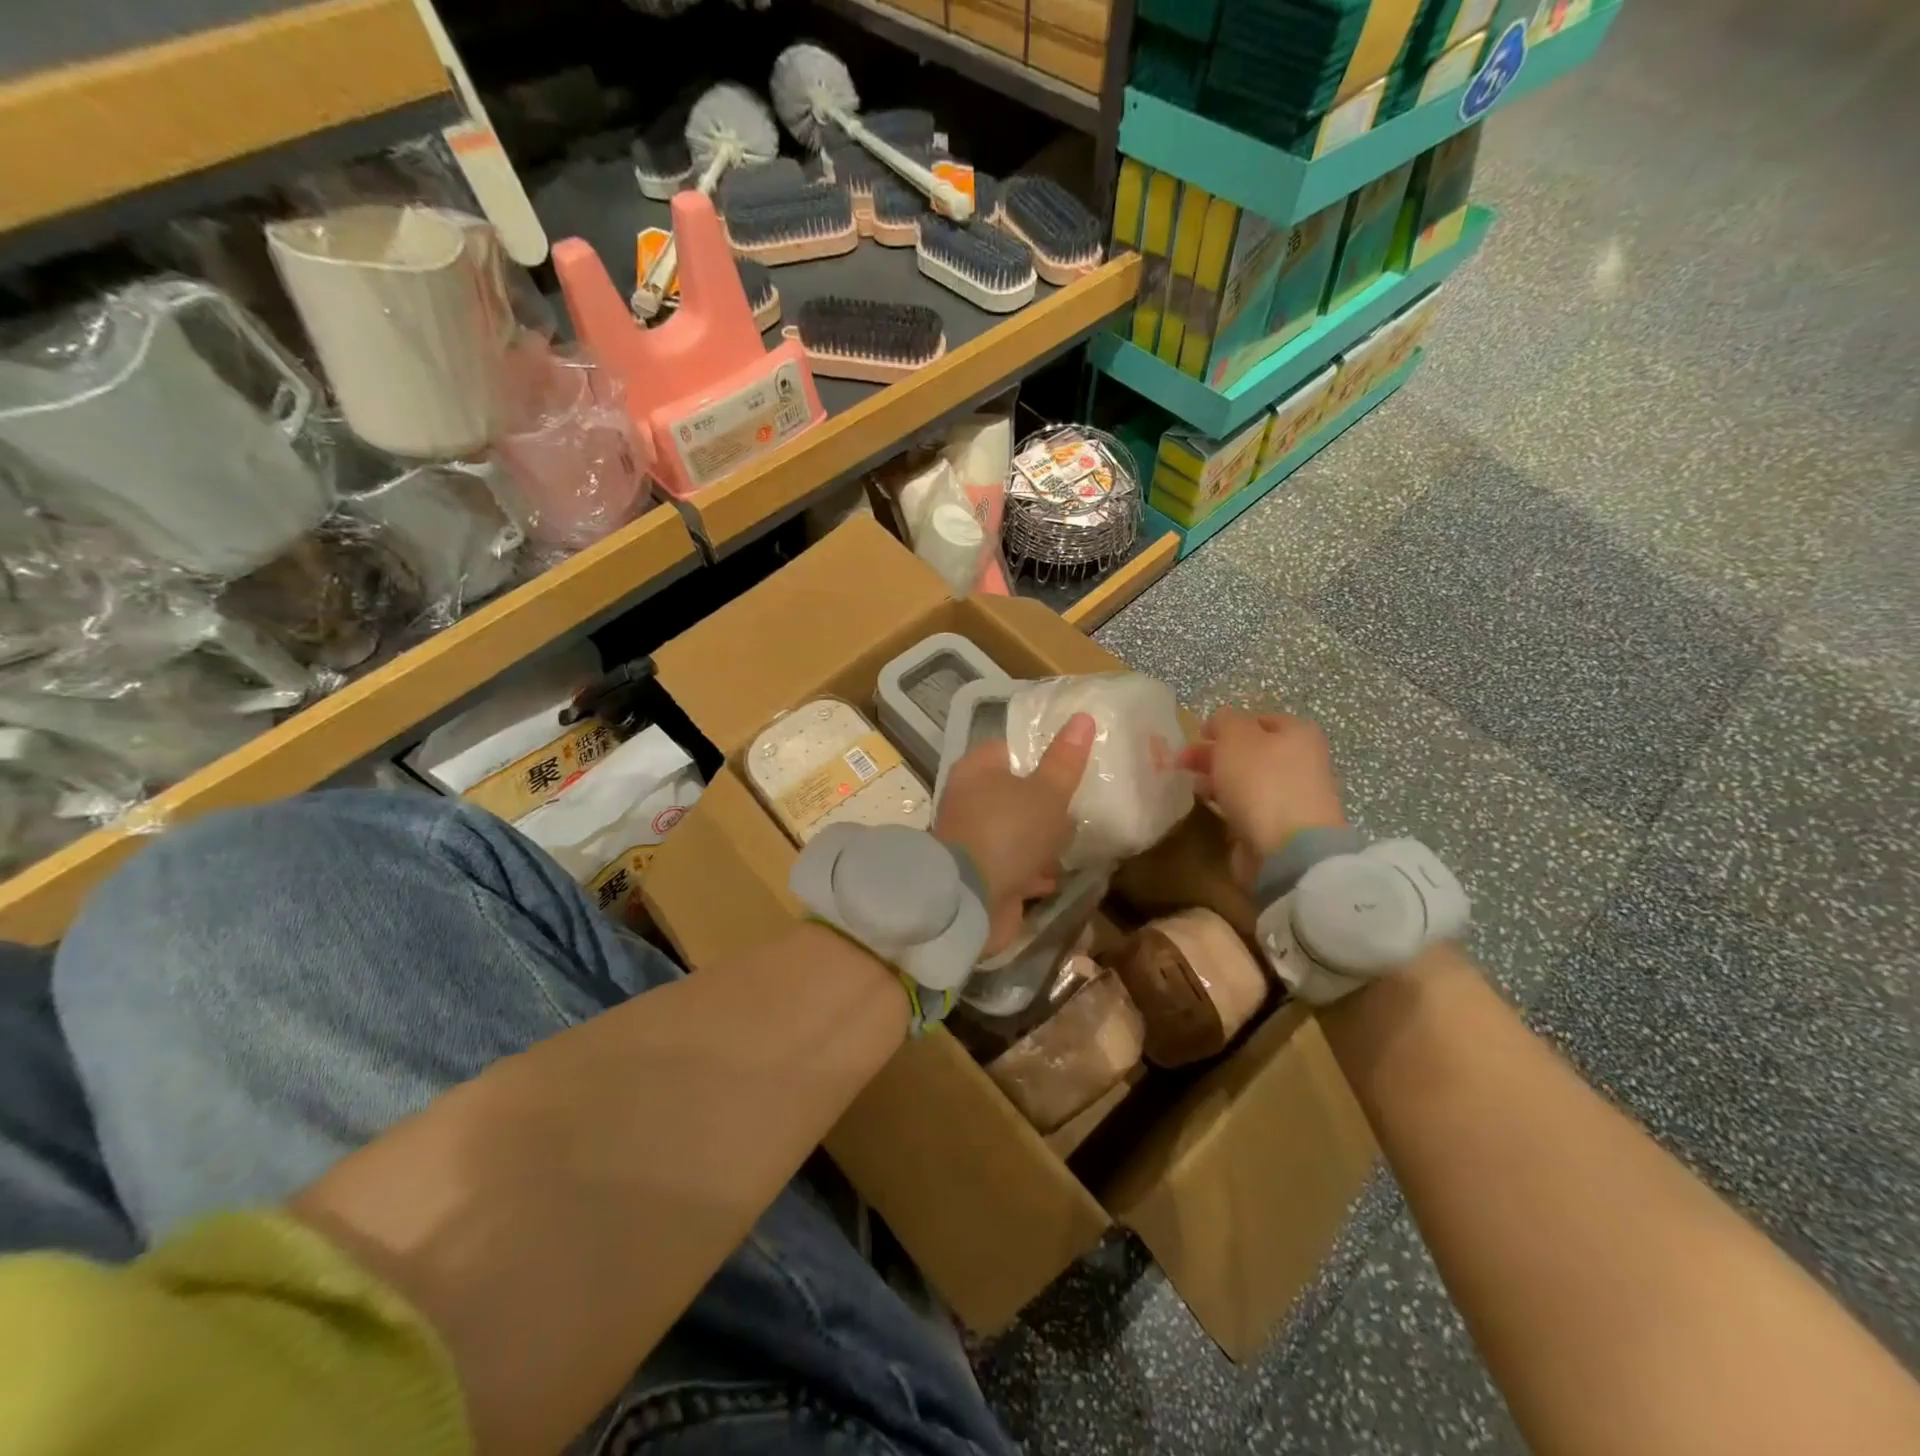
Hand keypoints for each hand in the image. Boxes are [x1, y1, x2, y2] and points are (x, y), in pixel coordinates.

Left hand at [934, 712, 1093, 953]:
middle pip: (1014, 792)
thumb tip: (1083, 717)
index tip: (1072, 765)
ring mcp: (971, 839)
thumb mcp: (1047, 793)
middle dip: (1045, 804)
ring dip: (1041, 840)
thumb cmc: (1008, 833)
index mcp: (976, 770)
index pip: (1010, 748)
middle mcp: (968, 800)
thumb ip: (1065, 761)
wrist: (971, 901)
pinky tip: (1054, 877)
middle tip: (1077, 808)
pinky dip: (1032, 870)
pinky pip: (1012, 864)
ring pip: (1014, 830)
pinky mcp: (979, 874)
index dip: (1041, 753)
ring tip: (1070, 843)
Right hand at [1179, 709, 1347, 872]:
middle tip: (1184, 763)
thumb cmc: (1261, 782)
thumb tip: (1220, 721)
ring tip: (1194, 787)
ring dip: (1220, 781)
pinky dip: (1230, 805)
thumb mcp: (1236, 737)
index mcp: (1297, 734)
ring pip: (1248, 781)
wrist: (1288, 849)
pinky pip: (1249, 808)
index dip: (1226, 725)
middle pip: (1251, 751)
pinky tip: (1212, 808)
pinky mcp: (1281, 827)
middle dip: (1216, 754)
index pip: (1258, 719)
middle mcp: (1301, 761)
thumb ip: (1224, 721)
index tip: (1198, 736)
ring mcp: (1293, 796)